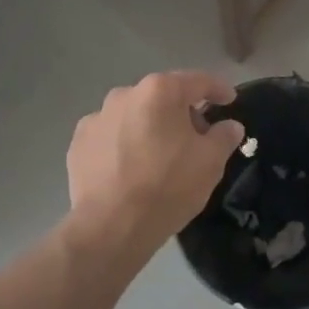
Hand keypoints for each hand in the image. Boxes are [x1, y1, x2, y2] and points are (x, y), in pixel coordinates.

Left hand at [67, 71, 244, 254]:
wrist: (111, 227)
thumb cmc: (168, 186)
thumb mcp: (210, 162)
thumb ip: (224, 136)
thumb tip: (230, 126)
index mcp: (160, 91)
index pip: (198, 81)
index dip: (218, 89)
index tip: (229, 100)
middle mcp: (125, 94)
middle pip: (162, 96)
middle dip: (181, 112)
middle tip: (196, 138)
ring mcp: (97, 117)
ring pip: (134, 115)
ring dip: (149, 127)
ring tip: (159, 156)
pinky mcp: (78, 143)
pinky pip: (110, 136)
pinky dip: (123, 145)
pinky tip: (130, 168)